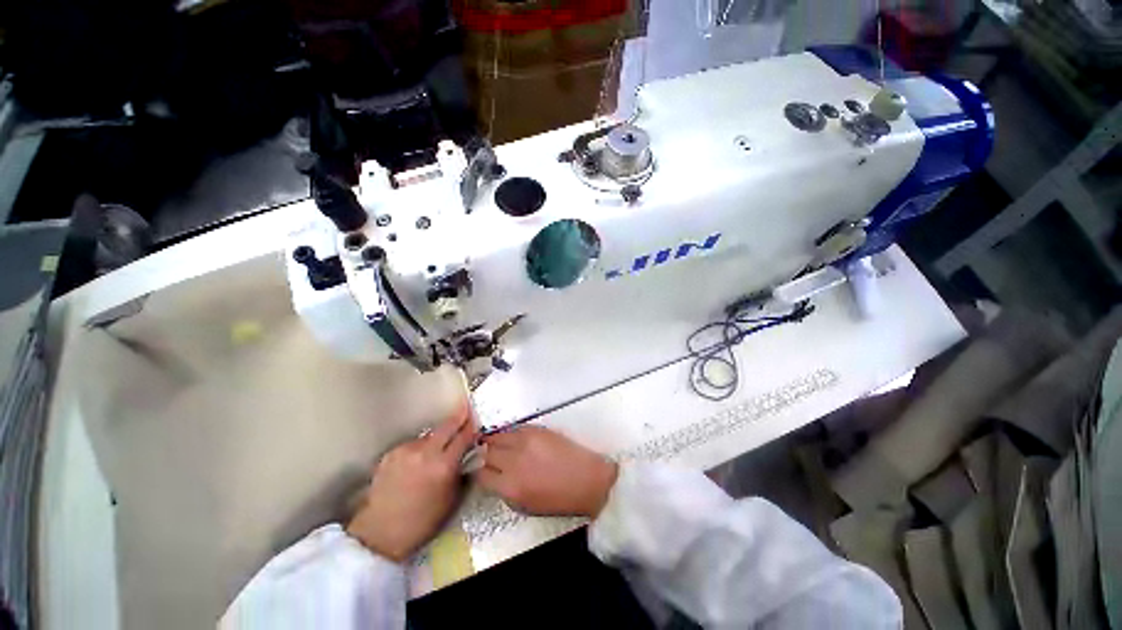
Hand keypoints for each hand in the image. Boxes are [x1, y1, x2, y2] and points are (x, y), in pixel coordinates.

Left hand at [346, 402, 475, 561]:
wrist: (380, 533)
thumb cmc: (422, 521)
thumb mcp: (451, 498)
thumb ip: (460, 471)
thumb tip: (467, 454)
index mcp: (443, 466)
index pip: (464, 436)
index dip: (472, 425)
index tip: (477, 417)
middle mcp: (425, 452)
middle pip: (447, 425)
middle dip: (459, 417)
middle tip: (465, 409)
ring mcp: (406, 451)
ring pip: (429, 434)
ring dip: (438, 437)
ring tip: (438, 448)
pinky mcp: (391, 453)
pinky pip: (413, 444)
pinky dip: (420, 448)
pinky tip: (419, 460)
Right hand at [476, 426, 617, 517]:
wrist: (588, 478)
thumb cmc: (560, 499)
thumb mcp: (526, 505)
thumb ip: (505, 490)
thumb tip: (493, 477)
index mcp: (510, 486)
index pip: (480, 474)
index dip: (478, 472)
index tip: (480, 470)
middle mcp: (513, 461)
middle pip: (486, 452)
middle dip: (484, 455)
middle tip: (487, 456)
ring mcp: (525, 441)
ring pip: (497, 436)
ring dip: (494, 441)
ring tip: (496, 444)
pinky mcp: (537, 428)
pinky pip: (514, 428)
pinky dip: (510, 434)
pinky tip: (513, 438)